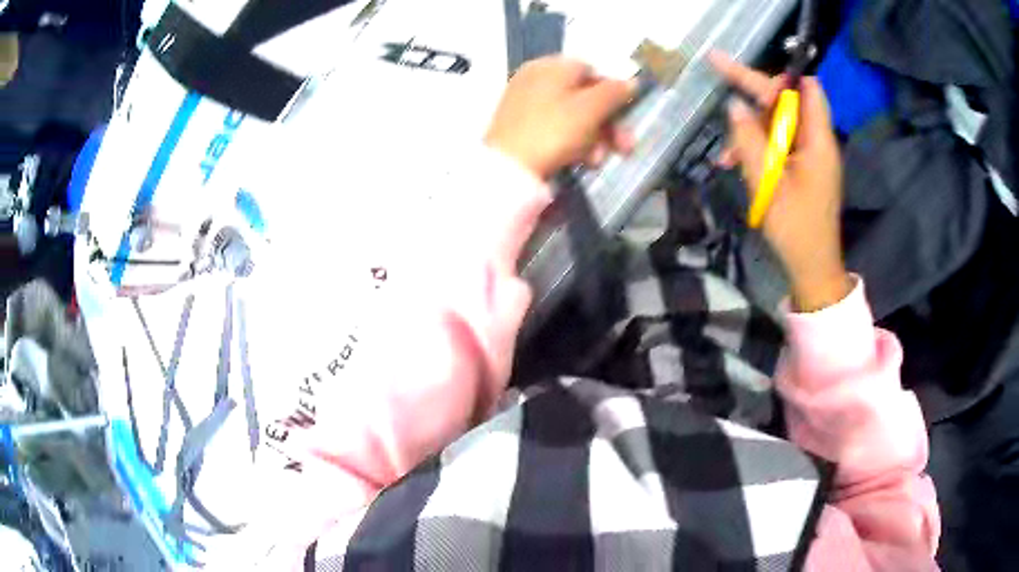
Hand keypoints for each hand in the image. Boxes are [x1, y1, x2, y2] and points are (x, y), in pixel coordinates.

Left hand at [484, 57, 636, 179]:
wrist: (508, 168)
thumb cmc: (553, 130)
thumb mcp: (590, 109)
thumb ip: (614, 92)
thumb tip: (632, 81)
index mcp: (551, 66)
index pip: (592, 70)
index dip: (614, 92)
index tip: (628, 115)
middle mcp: (536, 78)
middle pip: (584, 96)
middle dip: (608, 123)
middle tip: (624, 147)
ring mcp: (525, 102)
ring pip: (572, 115)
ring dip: (594, 138)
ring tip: (598, 161)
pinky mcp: (520, 126)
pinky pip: (555, 128)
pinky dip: (572, 143)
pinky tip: (581, 161)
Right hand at [711, 52, 850, 311]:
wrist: (812, 268)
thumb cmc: (795, 228)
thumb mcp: (768, 183)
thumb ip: (750, 141)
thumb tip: (734, 105)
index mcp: (817, 140)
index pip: (805, 88)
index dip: (777, 76)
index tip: (742, 71)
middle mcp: (816, 141)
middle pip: (786, 101)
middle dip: (753, 94)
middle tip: (718, 80)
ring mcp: (809, 155)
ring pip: (777, 123)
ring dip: (750, 129)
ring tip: (727, 154)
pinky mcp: (801, 168)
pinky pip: (777, 145)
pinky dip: (757, 148)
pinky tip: (735, 163)